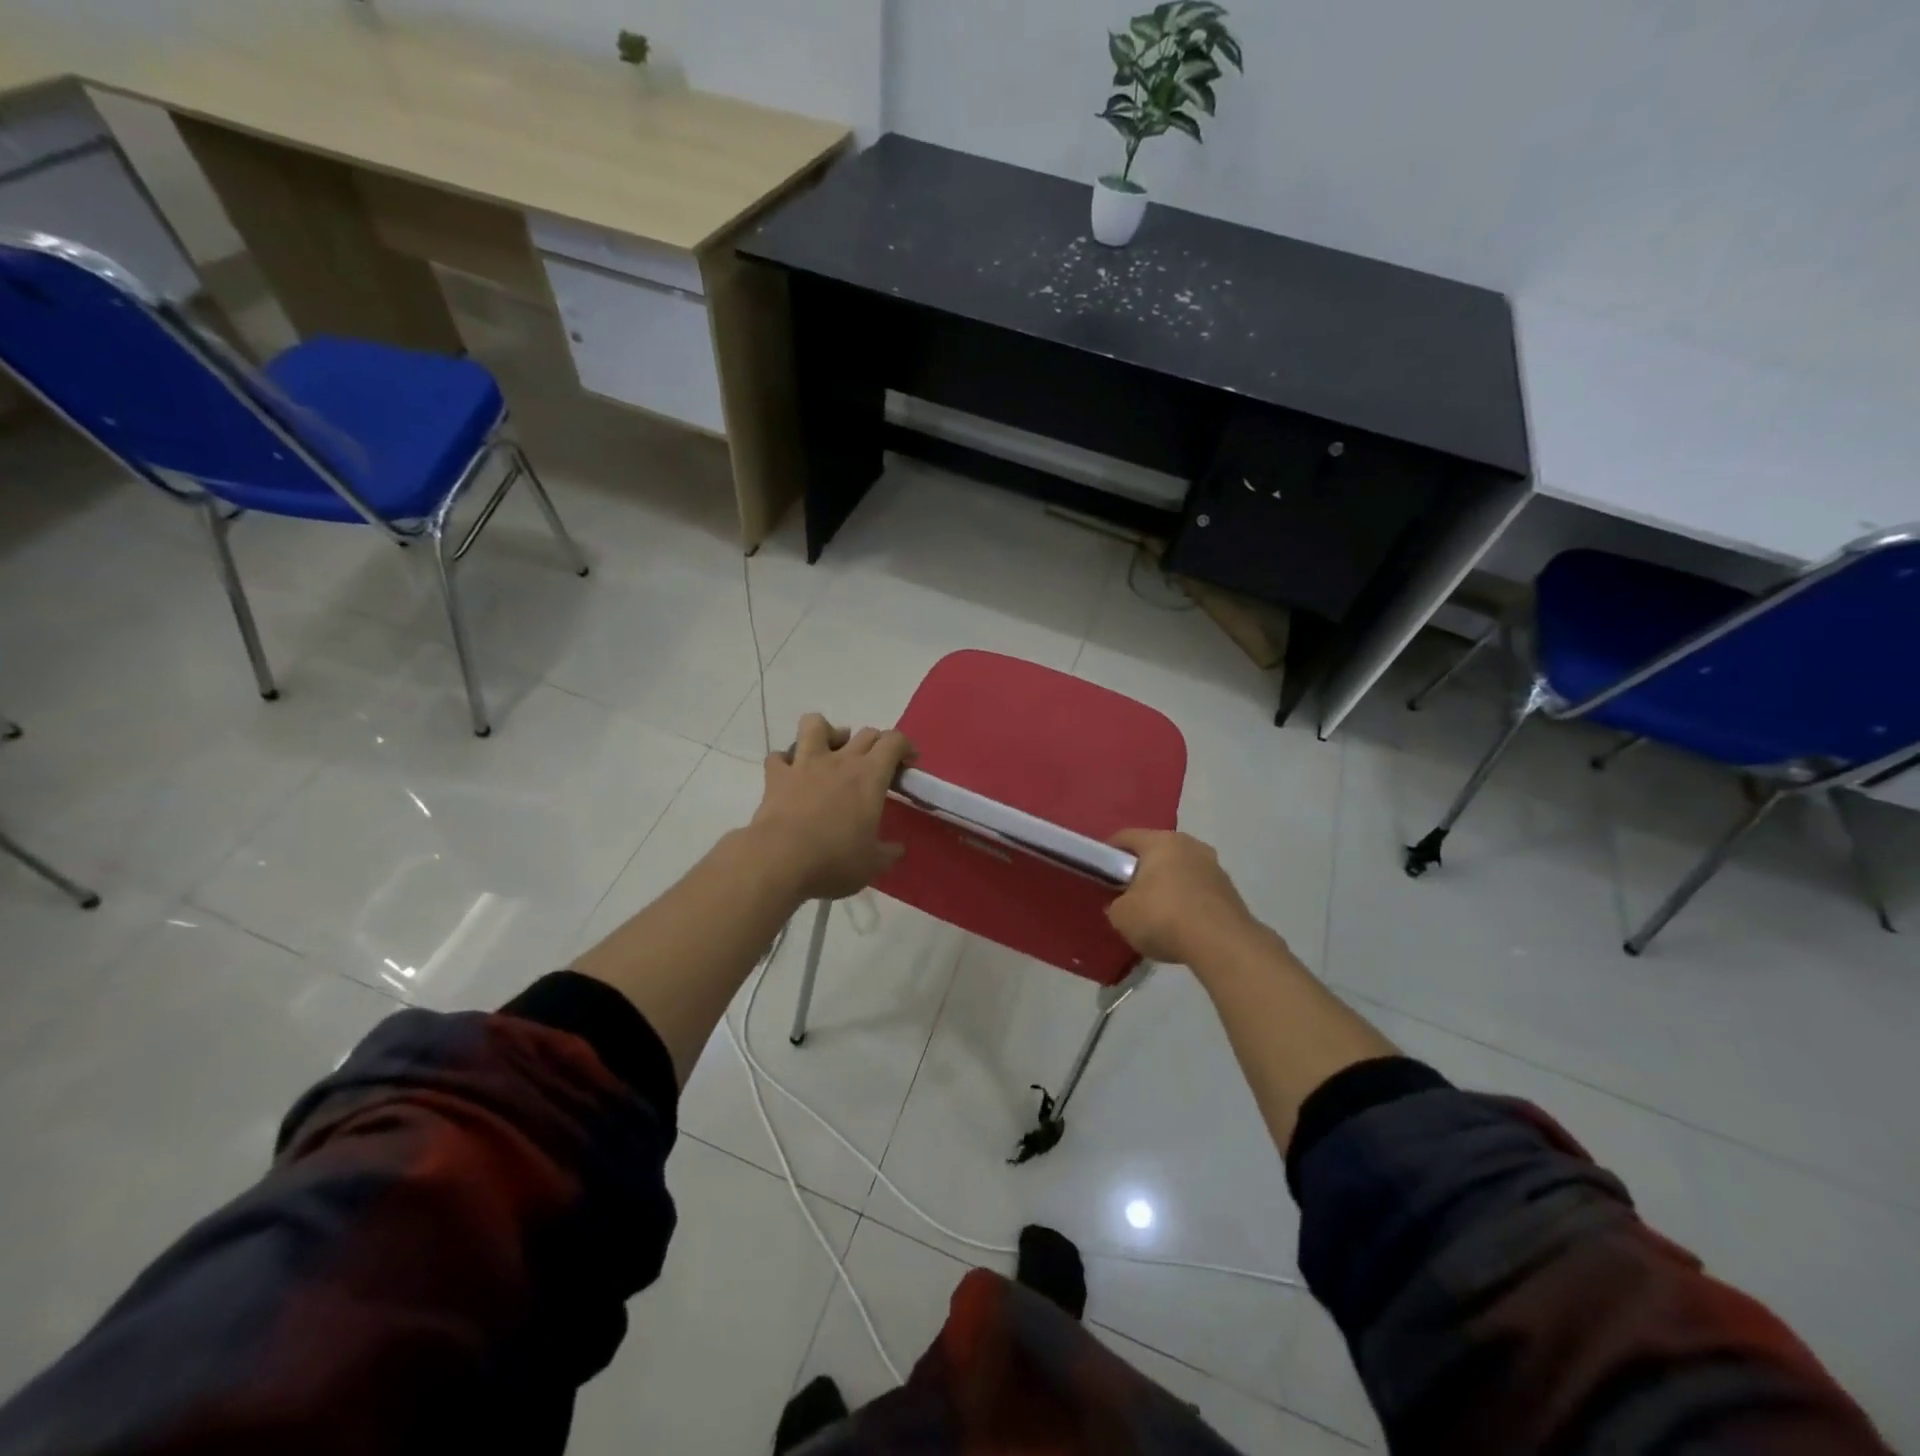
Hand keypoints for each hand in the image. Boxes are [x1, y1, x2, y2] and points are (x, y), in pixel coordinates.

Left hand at [751, 714, 914, 900]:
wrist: (780, 859)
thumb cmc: (834, 860)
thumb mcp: (872, 864)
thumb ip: (888, 852)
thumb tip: (898, 849)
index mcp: (870, 776)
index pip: (894, 742)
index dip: (904, 747)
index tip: (907, 764)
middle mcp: (840, 760)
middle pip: (864, 733)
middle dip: (876, 743)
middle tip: (876, 766)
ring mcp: (805, 764)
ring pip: (814, 724)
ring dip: (827, 732)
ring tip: (831, 751)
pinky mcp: (776, 776)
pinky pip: (779, 756)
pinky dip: (786, 761)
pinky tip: (792, 774)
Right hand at [1105, 829, 1259, 966]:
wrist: (1222, 944)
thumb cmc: (1163, 918)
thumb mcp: (1121, 916)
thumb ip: (1116, 904)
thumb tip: (1120, 904)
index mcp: (1160, 841)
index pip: (1126, 837)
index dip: (1108, 853)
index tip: (1101, 872)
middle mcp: (1190, 845)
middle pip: (1156, 852)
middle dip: (1141, 870)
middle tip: (1127, 893)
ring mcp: (1214, 866)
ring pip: (1180, 870)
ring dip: (1167, 885)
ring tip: (1155, 913)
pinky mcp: (1230, 890)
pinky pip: (1198, 890)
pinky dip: (1186, 901)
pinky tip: (1179, 924)